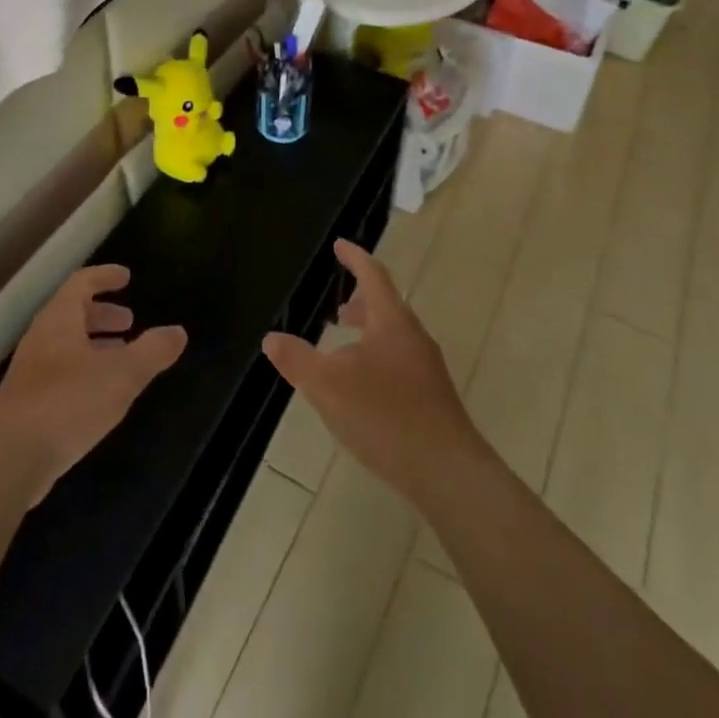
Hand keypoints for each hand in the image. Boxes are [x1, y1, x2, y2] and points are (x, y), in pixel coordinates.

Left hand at [0, 265, 186, 501]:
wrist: (10, 460)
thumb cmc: (69, 402)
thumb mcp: (122, 374)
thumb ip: (152, 351)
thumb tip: (178, 332)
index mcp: (59, 319)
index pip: (81, 283)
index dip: (104, 277)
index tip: (126, 277)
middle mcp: (40, 338)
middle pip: (71, 313)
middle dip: (102, 314)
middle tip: (129, 321)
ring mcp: (29, 372)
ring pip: (65, 344)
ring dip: (94, 344)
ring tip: (122, 357)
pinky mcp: (25, 403)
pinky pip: (58, 372)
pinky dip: (83, 370)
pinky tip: (100, 394)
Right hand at [262, 240, 483, 506]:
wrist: (448, 472)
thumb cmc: (386, 417)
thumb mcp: (328, 387)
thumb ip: (297, 360)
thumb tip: (271, 338)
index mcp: (391, 321)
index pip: (372, 275)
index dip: (354, 257)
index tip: (339, 245)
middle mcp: (413, 336)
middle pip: (386, 305)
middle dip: (360, 301)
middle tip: (337, 307)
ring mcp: (426, 367)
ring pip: (393, 336)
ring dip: (368, 332)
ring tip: (343, 347)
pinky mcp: (432, 397)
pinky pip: (399, 361)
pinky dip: (377, 357)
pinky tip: (362, 389)